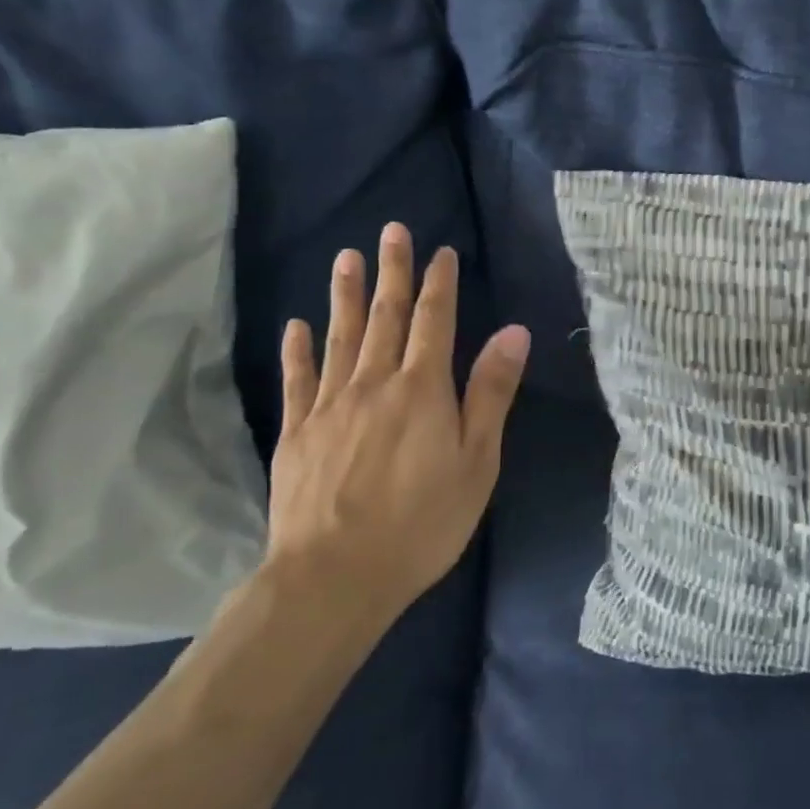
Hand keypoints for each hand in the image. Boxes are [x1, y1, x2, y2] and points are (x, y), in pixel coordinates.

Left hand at [266, 223, 529, 639]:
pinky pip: (297, 380)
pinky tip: (296, 326)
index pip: (434, 321)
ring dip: (346, 295)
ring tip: (346, 258)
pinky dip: (297, 350)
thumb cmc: (422, 522)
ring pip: (340, 337)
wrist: (334, 578)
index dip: (439, 283)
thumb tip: (513, 331)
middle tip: (392, 231)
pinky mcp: (296, 433)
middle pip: (385, 317)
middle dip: (393, 271)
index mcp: (423, 389)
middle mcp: (374, 383)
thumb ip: (491, 392)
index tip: (441, 251)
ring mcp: (329, 406)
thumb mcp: (477, 461)